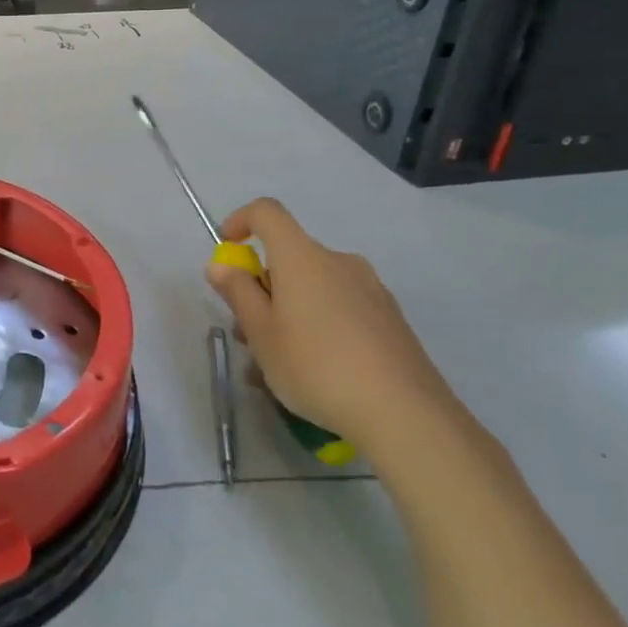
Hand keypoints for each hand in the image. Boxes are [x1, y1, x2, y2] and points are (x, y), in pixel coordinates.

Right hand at [206, 198, 456, 456]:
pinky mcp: (390, 319)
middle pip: (290, 257)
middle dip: (262, 286)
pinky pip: (340, 307)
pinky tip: (317, 371)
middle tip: (248, 332)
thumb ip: (238, 293)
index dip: (240, 221)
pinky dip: (319, 325)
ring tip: (279, 361)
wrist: (405, 414)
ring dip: (289, 310)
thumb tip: (222, 265)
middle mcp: (338, 262)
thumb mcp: (261, 333)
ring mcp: (370, 289)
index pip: (267, 212)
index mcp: (302, 258)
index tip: (227, 251)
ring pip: (315, 287)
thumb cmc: (316, 366)